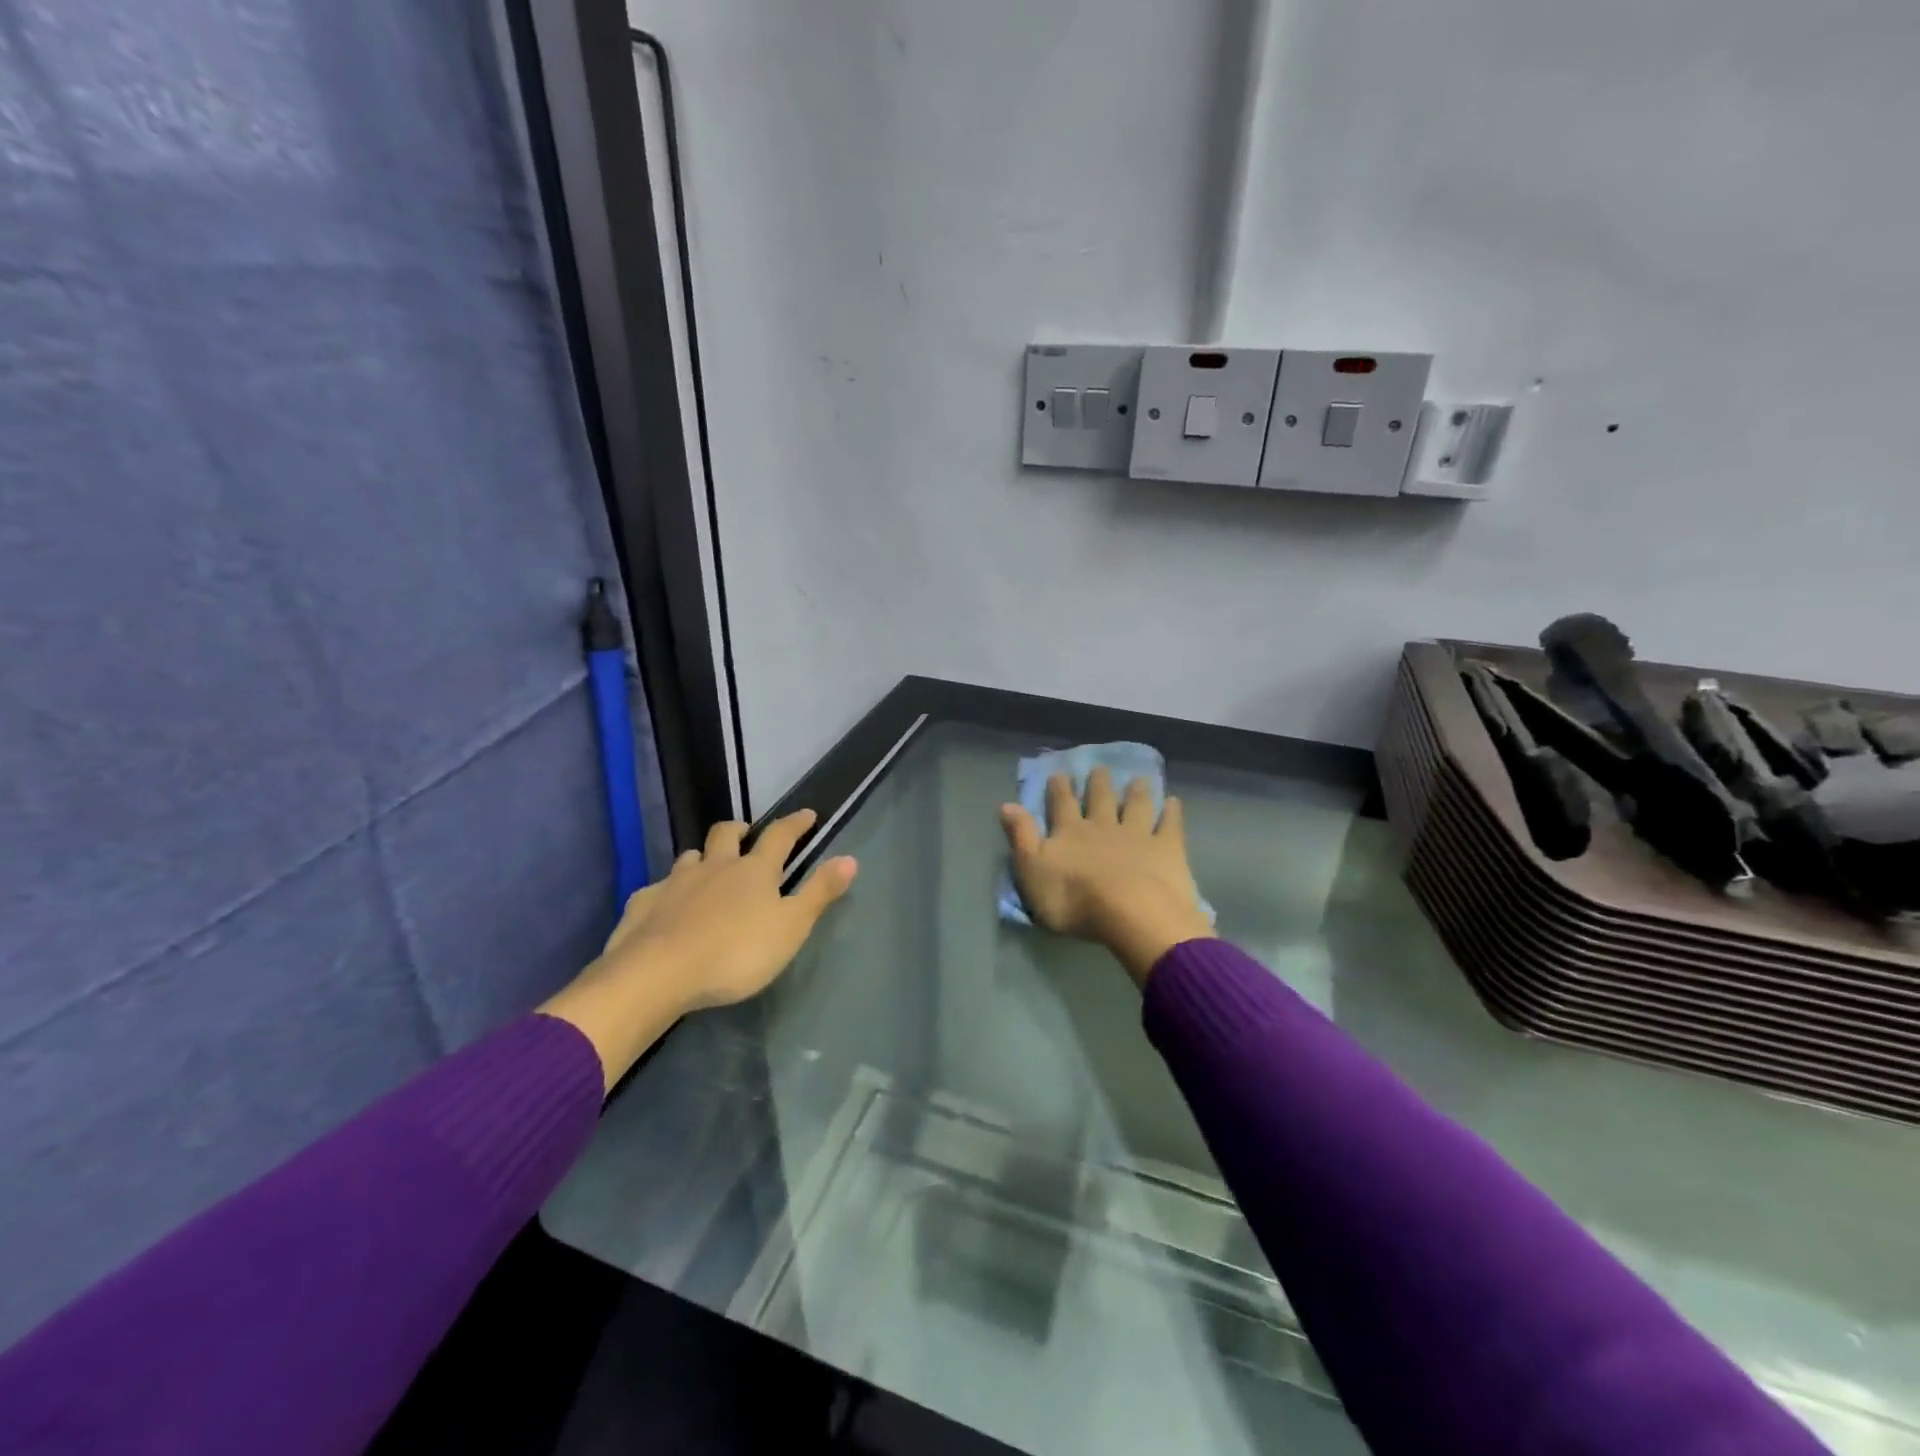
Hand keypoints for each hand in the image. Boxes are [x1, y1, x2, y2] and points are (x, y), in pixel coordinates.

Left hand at [541, 810, 857, 1087]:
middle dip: (740, 829)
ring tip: (707, 870)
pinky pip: (658, 888)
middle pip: (726, 834)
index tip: (807, 814)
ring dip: (702, 858)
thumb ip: (819, 892)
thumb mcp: (791, 927)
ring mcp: (675, 882)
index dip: (795, 824)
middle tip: (747, 834)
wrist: (657, 974)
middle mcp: (714, 866)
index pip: (780, 836)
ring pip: (690, 857)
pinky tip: (666, 908)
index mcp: (754, 870)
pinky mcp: (643, 904)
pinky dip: (668, 892)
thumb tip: (850, 858)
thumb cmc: (736, 952)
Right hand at [1000, 768, 1213, 987]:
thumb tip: (1006, 805)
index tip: (1059, 773)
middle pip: (1100, 799)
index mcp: (1070, 833)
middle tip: (1100, 768)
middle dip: (1098, 783)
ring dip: (1136, 792)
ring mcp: (1137, 835)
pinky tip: (1174, 802)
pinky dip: (1172, 812)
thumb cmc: (1074, 899)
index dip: (1059, 788)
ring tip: (1138, 779)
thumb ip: (1020, 837)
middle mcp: (1103, 826)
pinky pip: (1170, 825)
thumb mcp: (1032, 871)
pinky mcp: (1167, 849)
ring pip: (1136, 806)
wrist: (1131, 913)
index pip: (1061, 805)